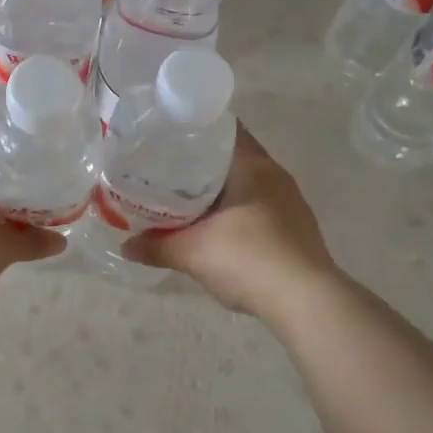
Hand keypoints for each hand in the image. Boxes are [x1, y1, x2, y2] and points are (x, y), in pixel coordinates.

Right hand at [125, 124, 338, 316]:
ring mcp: (291, 204)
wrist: (306, 302)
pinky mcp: (297, 230)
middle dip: (201, 164)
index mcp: (253, 166)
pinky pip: (259, 208)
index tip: (168, 137)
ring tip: (187, 200)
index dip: (195, 130)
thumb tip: (125, 247)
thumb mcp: (192, 253)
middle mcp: (276, 176)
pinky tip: (217, 229)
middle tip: (167, 171)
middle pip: (234, 158)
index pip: (224, 130)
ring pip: (247, 185)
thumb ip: (156, 247)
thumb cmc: (248, 258)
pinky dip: (236, 212)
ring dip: (220, 191)